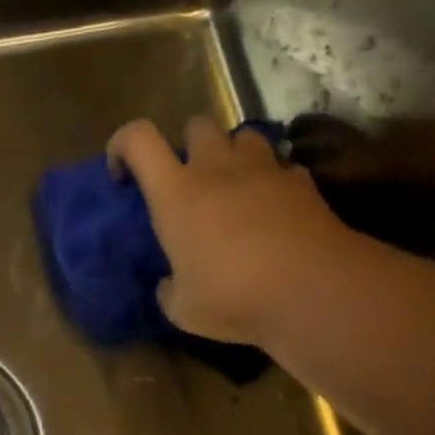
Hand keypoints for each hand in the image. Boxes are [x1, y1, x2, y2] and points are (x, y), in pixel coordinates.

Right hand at [108, 116, 348, 345]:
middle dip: (188, 145)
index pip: (138, 139)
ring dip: (234, 155)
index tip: (123, 172)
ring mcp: (264, 169)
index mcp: (176, 193)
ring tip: (235, 188)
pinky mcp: (302, 182)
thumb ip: (170, 291)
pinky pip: (282, 167)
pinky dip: (273, 181)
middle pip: (197, 124)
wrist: (312, 290)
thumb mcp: (184, 310)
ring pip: (244, 136)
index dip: (123, 145)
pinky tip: (275, 209)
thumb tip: (169, 285)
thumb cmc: (234, 297)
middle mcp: (217, 168)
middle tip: (190, 180)